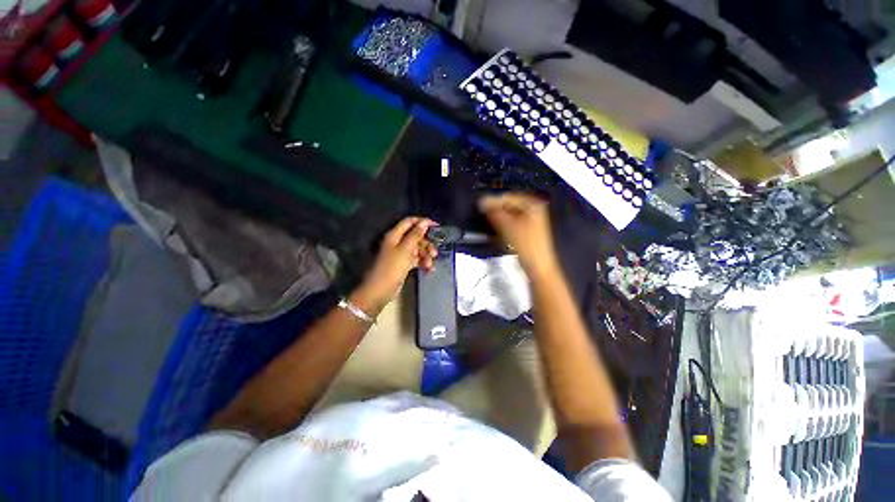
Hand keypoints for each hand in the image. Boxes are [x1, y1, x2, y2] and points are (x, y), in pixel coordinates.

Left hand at [354, 217, 437, 309]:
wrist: (380, 290)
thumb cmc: (392, 268)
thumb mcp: (406, 250)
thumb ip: (416, 235)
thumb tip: (424, 222)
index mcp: (395, 235)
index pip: (410, 222)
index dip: (423, 222)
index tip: (437, 226)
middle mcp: (397, 242)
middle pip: (416, 236)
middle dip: (427, 243)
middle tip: (434, 253)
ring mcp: (400, 254)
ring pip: (417, 249)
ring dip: (426, 255)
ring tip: (430, 265)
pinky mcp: (403, 264)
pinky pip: (416, 259)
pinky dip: (422, 262)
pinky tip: (428, 269)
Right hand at [478, 193, 557, 276]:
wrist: (538, 266)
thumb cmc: (527, 246)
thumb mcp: (508, 227)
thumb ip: (495, 213)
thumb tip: (483, 203)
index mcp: (533, 204)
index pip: (508, 197)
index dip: (493, 201)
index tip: (479, 204)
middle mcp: (534, 208)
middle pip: (509, 204)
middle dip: (495, 207)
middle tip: (481, 210)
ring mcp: (531, 219)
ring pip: (509, 213)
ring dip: (498, 215)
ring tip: (486, 217)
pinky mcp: (526, 229)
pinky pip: (511, 220)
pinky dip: (503, 221)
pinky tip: (496, 224)